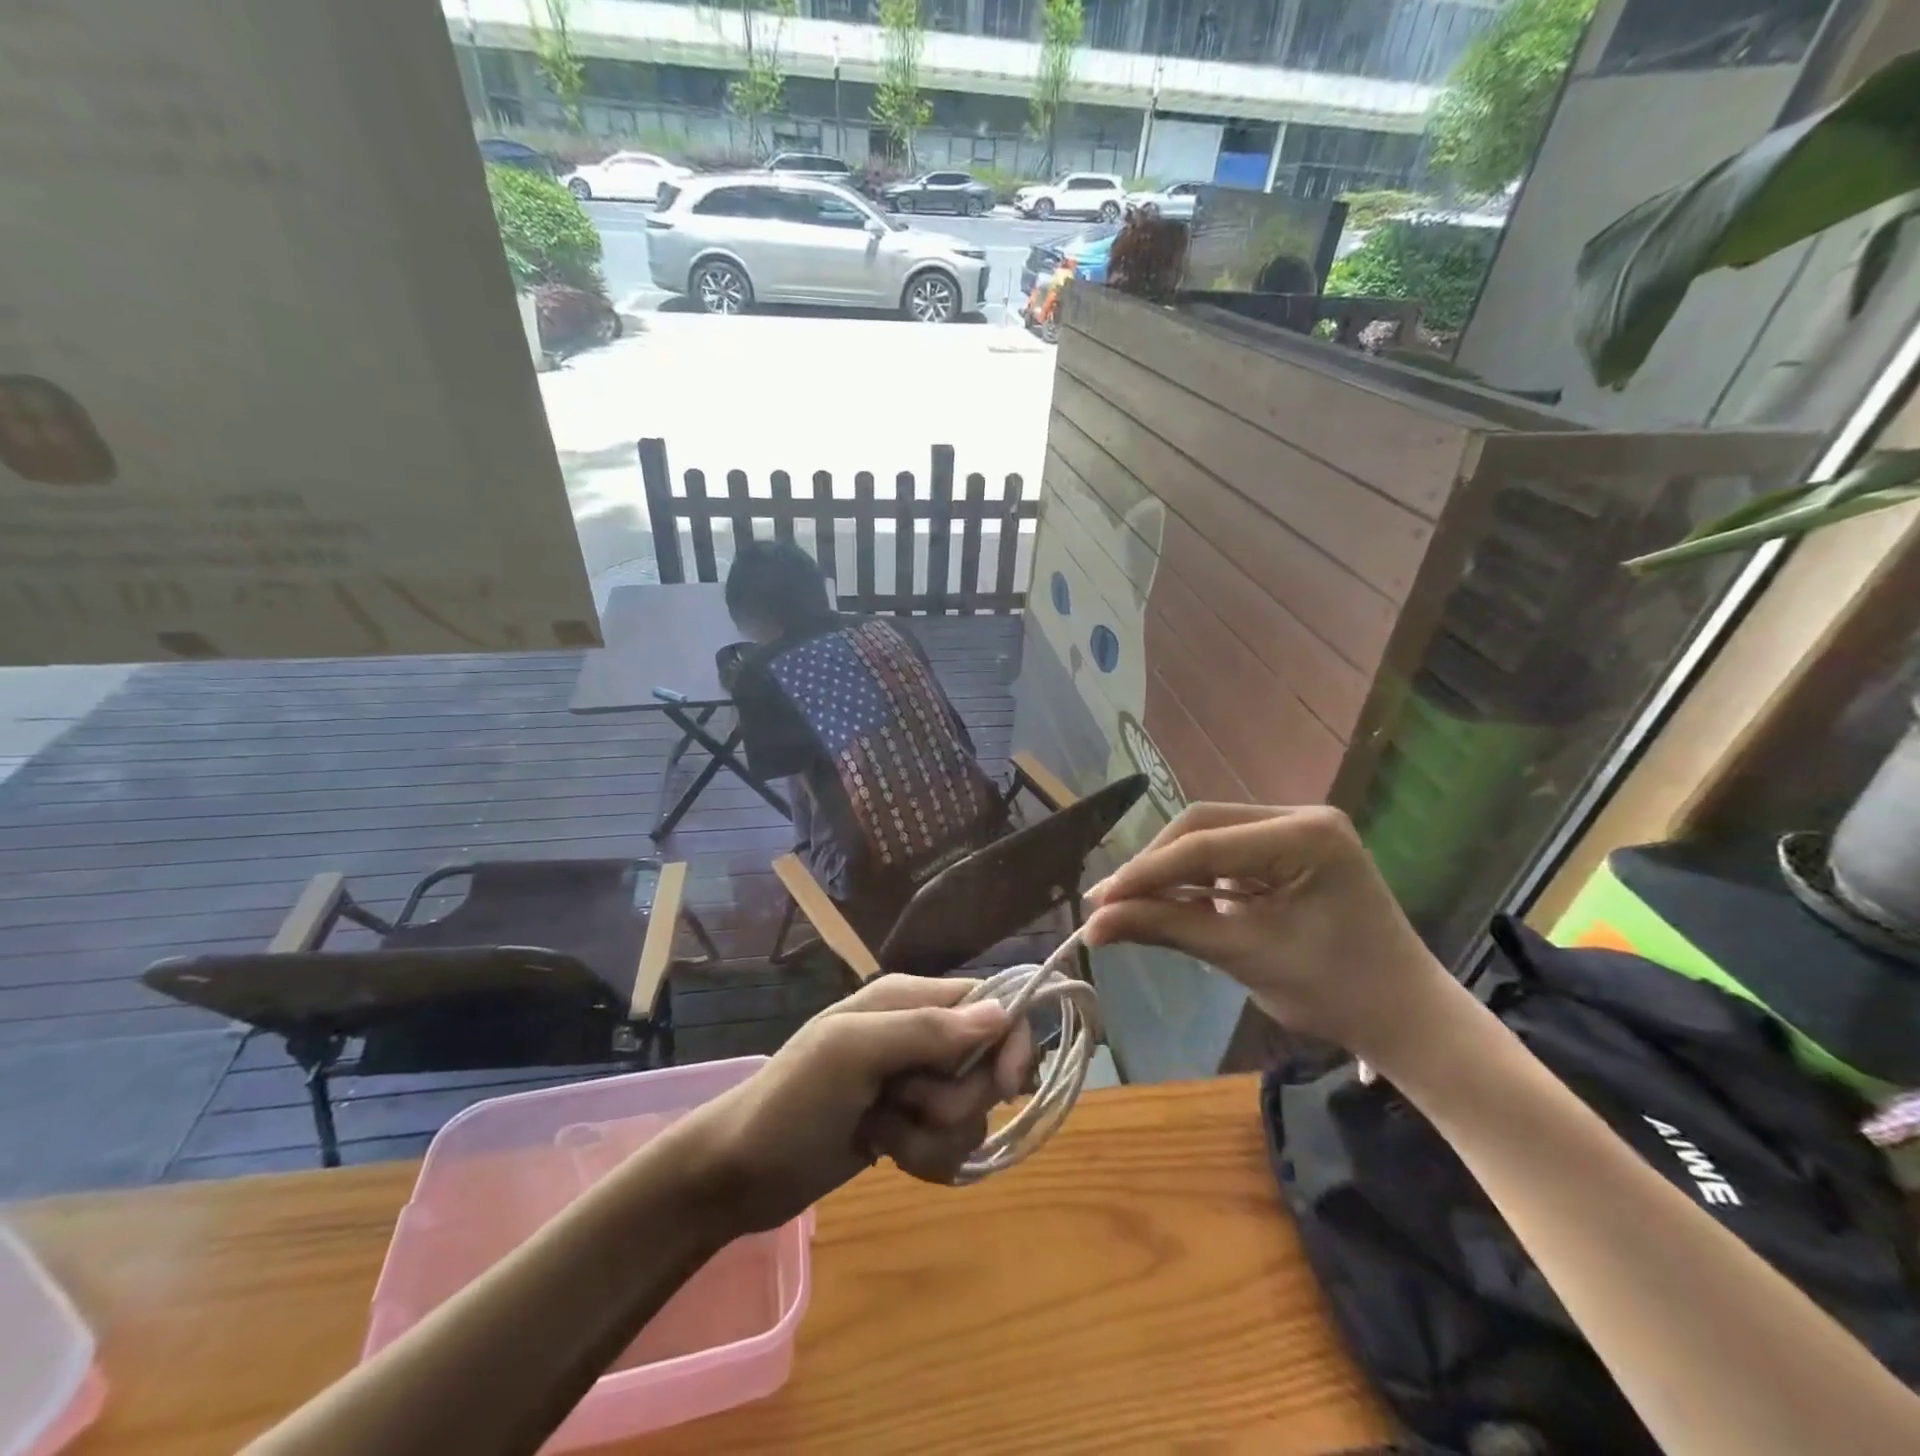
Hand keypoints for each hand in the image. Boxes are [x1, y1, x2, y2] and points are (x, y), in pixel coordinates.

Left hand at [689, 975, 1035, 1233]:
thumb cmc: (792, 1101)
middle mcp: (918, 1035)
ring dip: (932, 1136)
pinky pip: (949, 1144)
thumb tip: (1002, 1014)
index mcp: (907, 999)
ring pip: (969, 1112)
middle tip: (904, 1103)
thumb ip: (926, 1030)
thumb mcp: (852, 1053)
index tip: (1004, 1086)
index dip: (1009, 1040)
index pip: (989, 1002)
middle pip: (985, 1065)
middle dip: (953, 1100)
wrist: (739, 1173)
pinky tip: (884, 1154)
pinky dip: (924, 1157)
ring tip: (882, 1134)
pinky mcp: (909, 1126)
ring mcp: (913, 1084)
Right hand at [1081, 804, 1460, 1066]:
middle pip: (1202, 826)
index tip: (1097, 900)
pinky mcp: (1291, 849)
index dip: (1145, 873)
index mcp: (1306, 836)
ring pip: (1209, 836)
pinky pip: (1227, 853)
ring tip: (1130, 904)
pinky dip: (1196, 878)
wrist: (1408, 1020)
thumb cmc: (1336, 993)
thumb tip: (1093, 925)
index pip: (1204, 844)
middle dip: (1154, 866)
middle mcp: (1302, 816)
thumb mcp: (1243, 956)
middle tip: (1109, 902)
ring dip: (1170, 870)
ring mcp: (1299, 829)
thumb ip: (1166, 928)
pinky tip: (1171, 901)